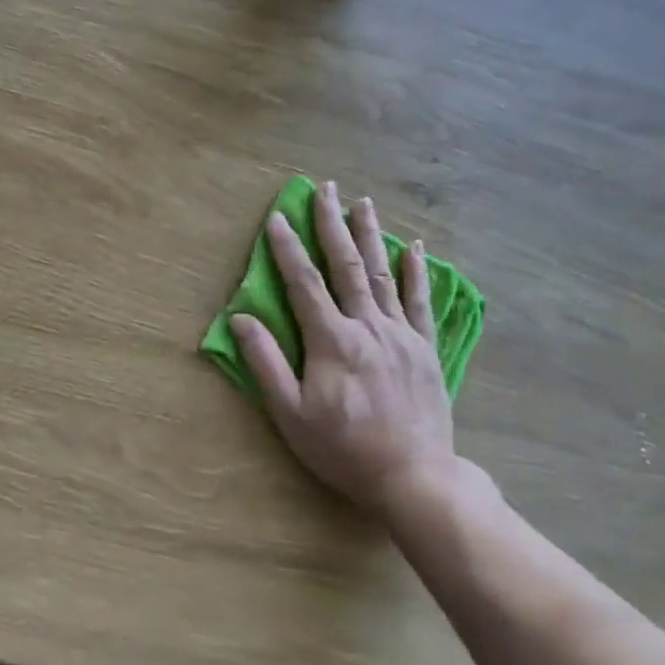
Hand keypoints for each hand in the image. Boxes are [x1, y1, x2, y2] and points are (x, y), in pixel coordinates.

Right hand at [230, 181, 462, 517]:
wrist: (414, 476)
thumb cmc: (343, 449)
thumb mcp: (290, 415)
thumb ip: (265, 363)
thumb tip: (239, 319)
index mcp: (332, 340)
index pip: (304, 283)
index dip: (288, 248)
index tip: (278, 216)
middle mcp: (368, 326)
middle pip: (346, 265)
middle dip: (332, 223)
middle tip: (326, 188)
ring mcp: (401, 334)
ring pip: (382, 273)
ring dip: (370, 234)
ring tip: (363, 201)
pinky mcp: (425, 348)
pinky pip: (421, 300)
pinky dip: (415, 271)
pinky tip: (413, 247)